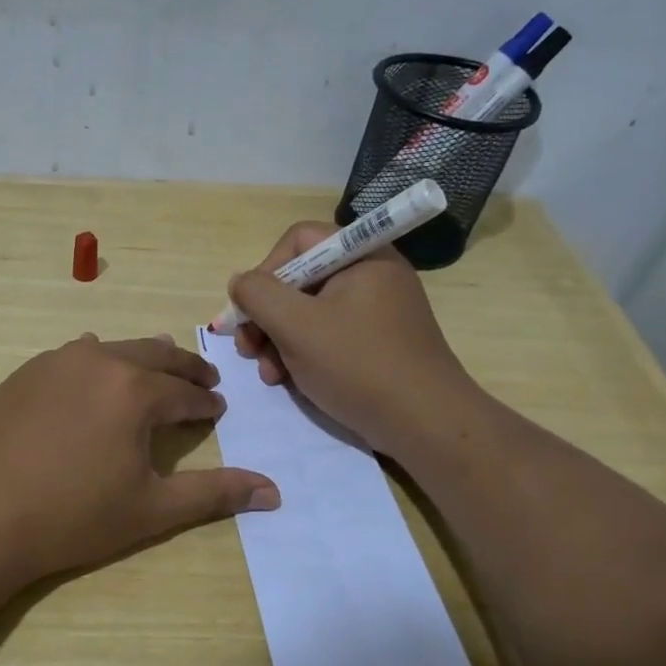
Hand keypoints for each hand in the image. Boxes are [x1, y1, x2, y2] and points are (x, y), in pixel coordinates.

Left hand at [0, 333, 279, 587]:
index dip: (205, 402)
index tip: (217, 407)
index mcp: (136, 390)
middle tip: (202, 377)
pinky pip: (73, 356)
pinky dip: (97, 361)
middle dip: (183, 368)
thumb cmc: (71, 517)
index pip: (185, 392)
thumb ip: (214, 494)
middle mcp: (99, 361)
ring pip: (114, 349)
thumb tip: (273, 491)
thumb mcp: (150, 509)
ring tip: (155, 369)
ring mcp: (56, 362)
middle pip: (155, 355)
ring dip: (142, 359)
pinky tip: (93, 370)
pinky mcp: (24, 373)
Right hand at [227, 222, 481, 455]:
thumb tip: (240, 282)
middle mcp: (371, 274)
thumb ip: (258, 295)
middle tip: (248, 349)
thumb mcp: (297, 325)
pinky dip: (303, 354)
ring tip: (268, 374)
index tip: (250, 310)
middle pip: (300, 279)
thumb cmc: (358, 364)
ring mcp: (377, 310)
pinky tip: (288, 380)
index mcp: (361, 256)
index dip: (266, 271)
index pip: (298, 241)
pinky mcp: (377, 342)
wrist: (425, 424)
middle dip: (266, 315)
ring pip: (310, 312)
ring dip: (278, 340)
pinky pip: (329, 335)